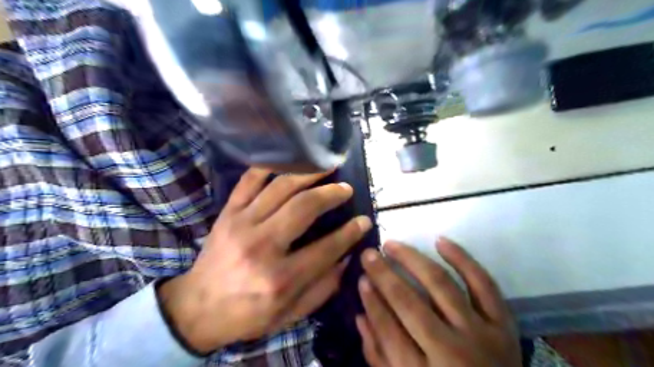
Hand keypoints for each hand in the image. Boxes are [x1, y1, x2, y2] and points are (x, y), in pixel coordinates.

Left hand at [158, 168, 372, 352]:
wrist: (197, 308)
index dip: (350, 232)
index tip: (364, 220)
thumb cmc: (248, 314)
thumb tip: (348, 256)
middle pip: (304, 207)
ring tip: (326, 167)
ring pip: (280, 187)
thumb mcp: (291, 314)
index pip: (326, 247)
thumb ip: (323, 287)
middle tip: (346, 188)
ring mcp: (242, 224)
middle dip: (331, 193)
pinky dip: (270, 167)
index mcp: (280, 278)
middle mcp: (262, 246)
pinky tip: (288, 162)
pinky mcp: (228, 213)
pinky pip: (249, 180)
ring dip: (308, 173)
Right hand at [358, 238, 521, 366]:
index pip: (388, 330)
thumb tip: (360, 314)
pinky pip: (483, 283)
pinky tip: (440, 241)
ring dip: (413, 260)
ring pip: (442, 285)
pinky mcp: (503, 323)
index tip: (360, 278)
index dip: (372, 301)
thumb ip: (379, 356)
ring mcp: (481, 335)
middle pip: (410, 303)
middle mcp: (453, 353)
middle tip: (369, 254)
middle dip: (384, 275)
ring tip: (392, 245)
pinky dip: (462, 259)